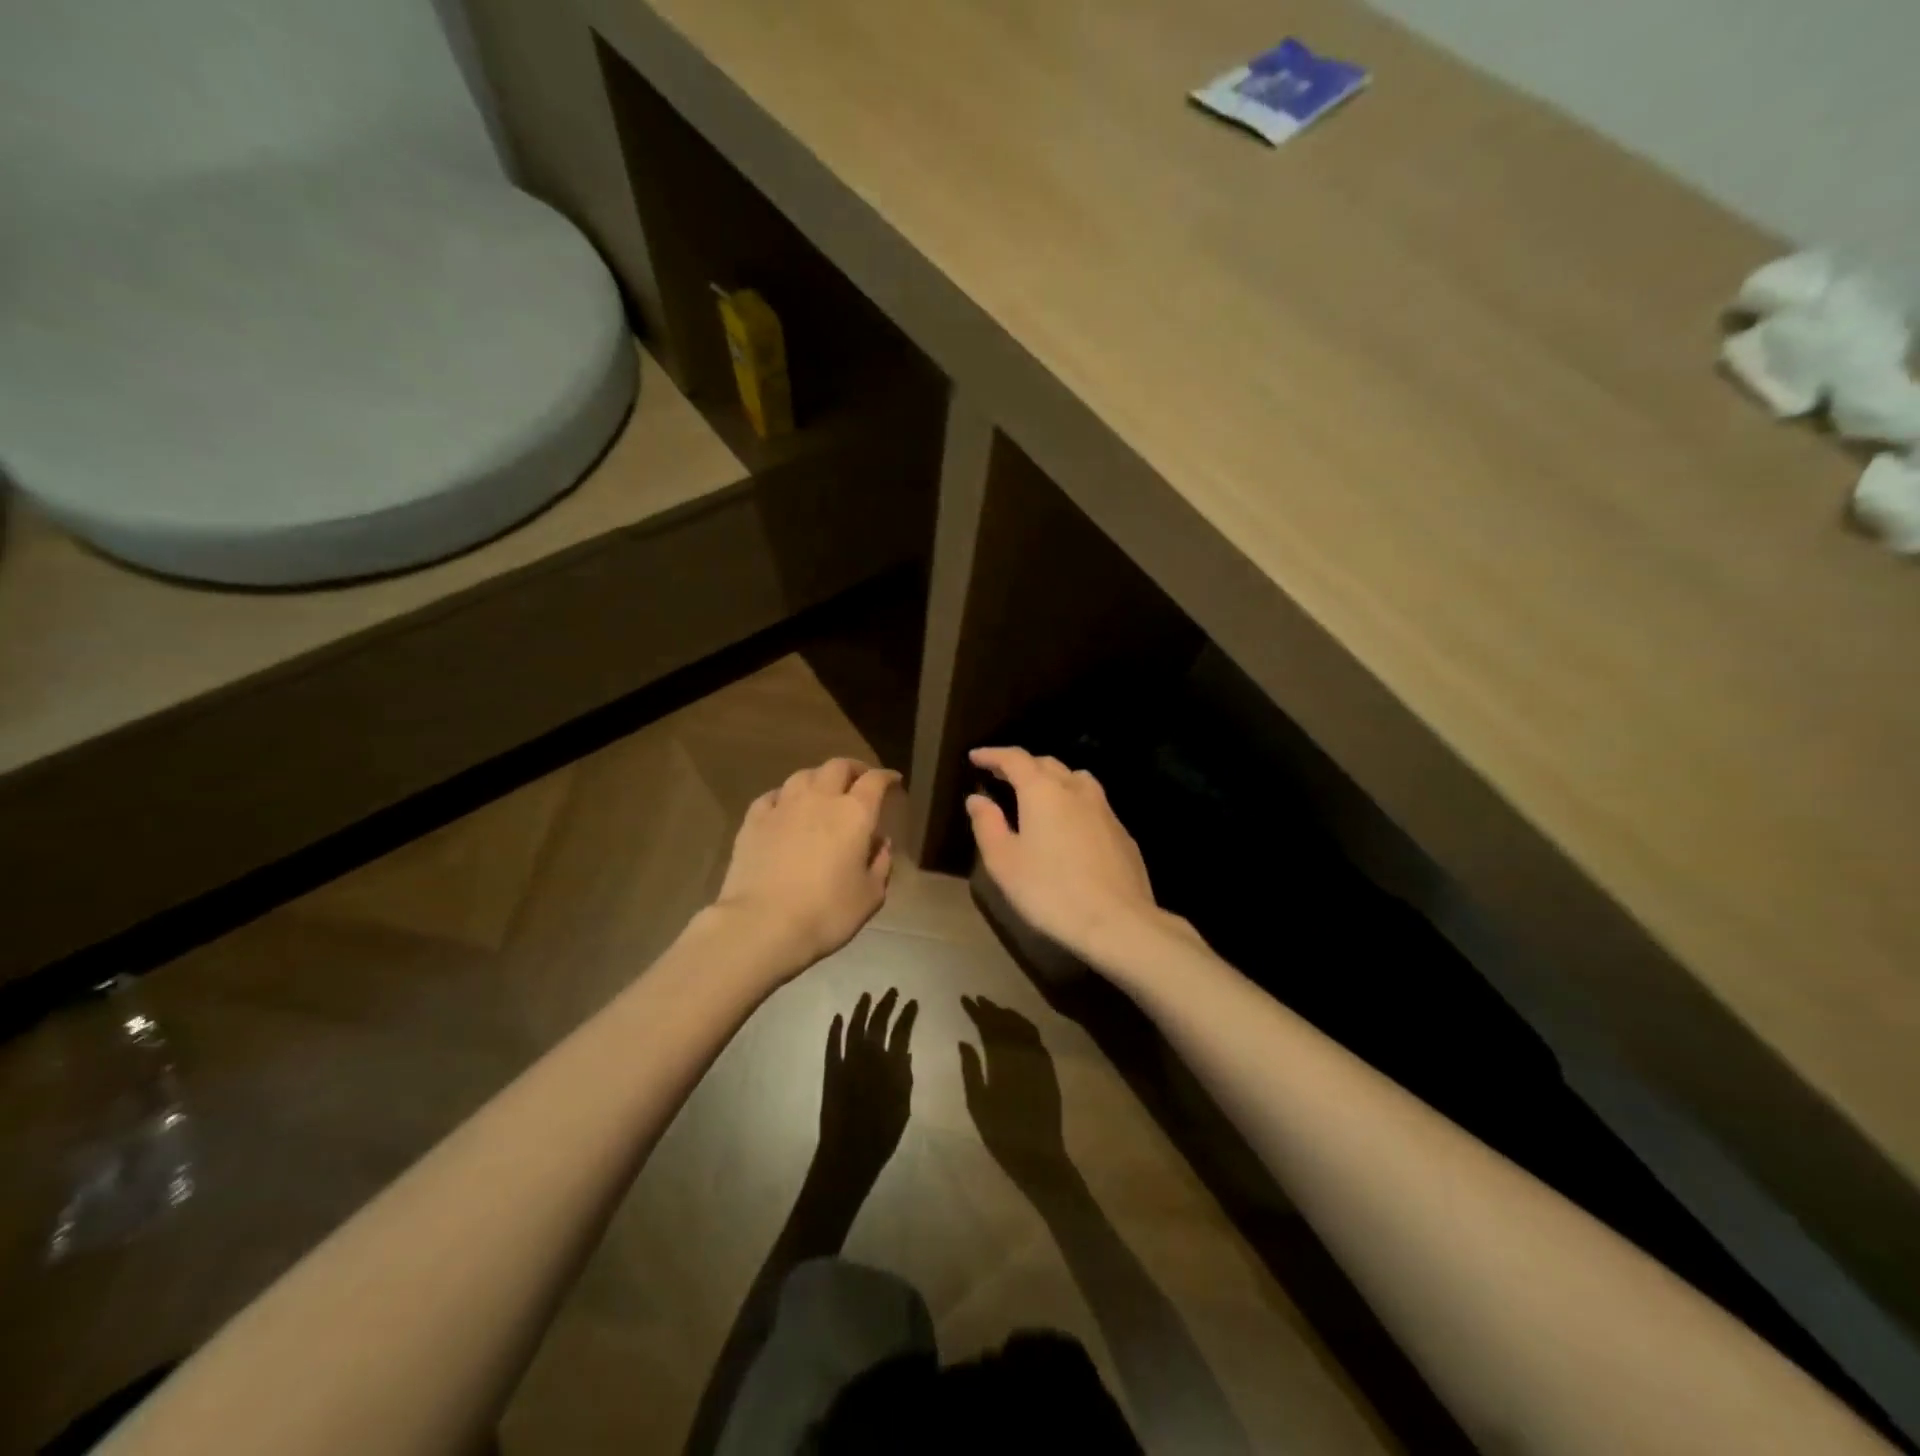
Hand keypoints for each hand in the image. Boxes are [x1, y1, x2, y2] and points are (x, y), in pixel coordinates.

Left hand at [714, 758, 898, 972]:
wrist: (763, 924)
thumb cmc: (827, 913)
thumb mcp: (870, 896)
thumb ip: (881, 864)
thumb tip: (881, 843)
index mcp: (855, 813)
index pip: (875, 781)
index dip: (886, 777)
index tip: (893, 781)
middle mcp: (820, 799)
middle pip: (838, 767)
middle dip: (853, 769)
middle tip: (859, 781)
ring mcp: (783, 806)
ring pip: (803, 775)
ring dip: (818, 778)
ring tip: (822, 791)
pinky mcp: (754, 820)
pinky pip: (773, 795)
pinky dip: (785, 796)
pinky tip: (785, 808)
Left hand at [815, 989, 917, 1189]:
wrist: (850, 1152)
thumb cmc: (883, 1133)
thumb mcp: (903, 1106)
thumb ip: (904, 1077)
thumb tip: (904, 1053)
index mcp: (891, 1065)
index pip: (902, 1031)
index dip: (907, 1015)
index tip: (912, 1002)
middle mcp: (870, 1056)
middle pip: (878, 1023)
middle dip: (886, 1005)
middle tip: (892, 992)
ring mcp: (848, 1061)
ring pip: (854, 1027)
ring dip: (861, 1010)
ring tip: (867, 996)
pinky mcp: (831, 1070)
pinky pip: (832, 1045)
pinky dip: (835, 1030)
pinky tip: (838, 1017)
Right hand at [959, 996, 1068, 1192]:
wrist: (1038, 1156)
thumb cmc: (1001, 1134)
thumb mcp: (977, 1104)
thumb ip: (970, 1070)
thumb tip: (964, 1041)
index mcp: (1001, 1062)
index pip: (987, 1027)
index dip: (976, 1012)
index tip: (965, 999)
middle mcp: (1022, 1054)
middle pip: (1005, 1023)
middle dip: (990, 1009)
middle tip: (977, 999)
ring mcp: (1038, 1060)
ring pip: (1022, 1026)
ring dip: (1008, 1014)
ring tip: (995, 1008)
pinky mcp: (1049, 1068)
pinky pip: (1036, 1038)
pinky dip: (1024, 1025)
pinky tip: (1017, 1026)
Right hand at [966, 747, 1172, 965]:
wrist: (1117, 921)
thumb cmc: (1050, 891)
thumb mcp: (1004, 862)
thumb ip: (987, 824)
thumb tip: (977, 799)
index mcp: (1043, 791)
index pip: (1015, 759)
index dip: (993, 755)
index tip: (975, 757)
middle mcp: (1076, 789)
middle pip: (1047, 764)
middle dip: (1021, 765)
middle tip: (1000, 775)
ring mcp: (1104, 809)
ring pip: (1075, 779)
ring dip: (1052, 779)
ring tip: (1037, 794)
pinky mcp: (1122, 832)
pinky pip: (1093, 803)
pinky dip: (1073, 802)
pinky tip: (1069, 825)